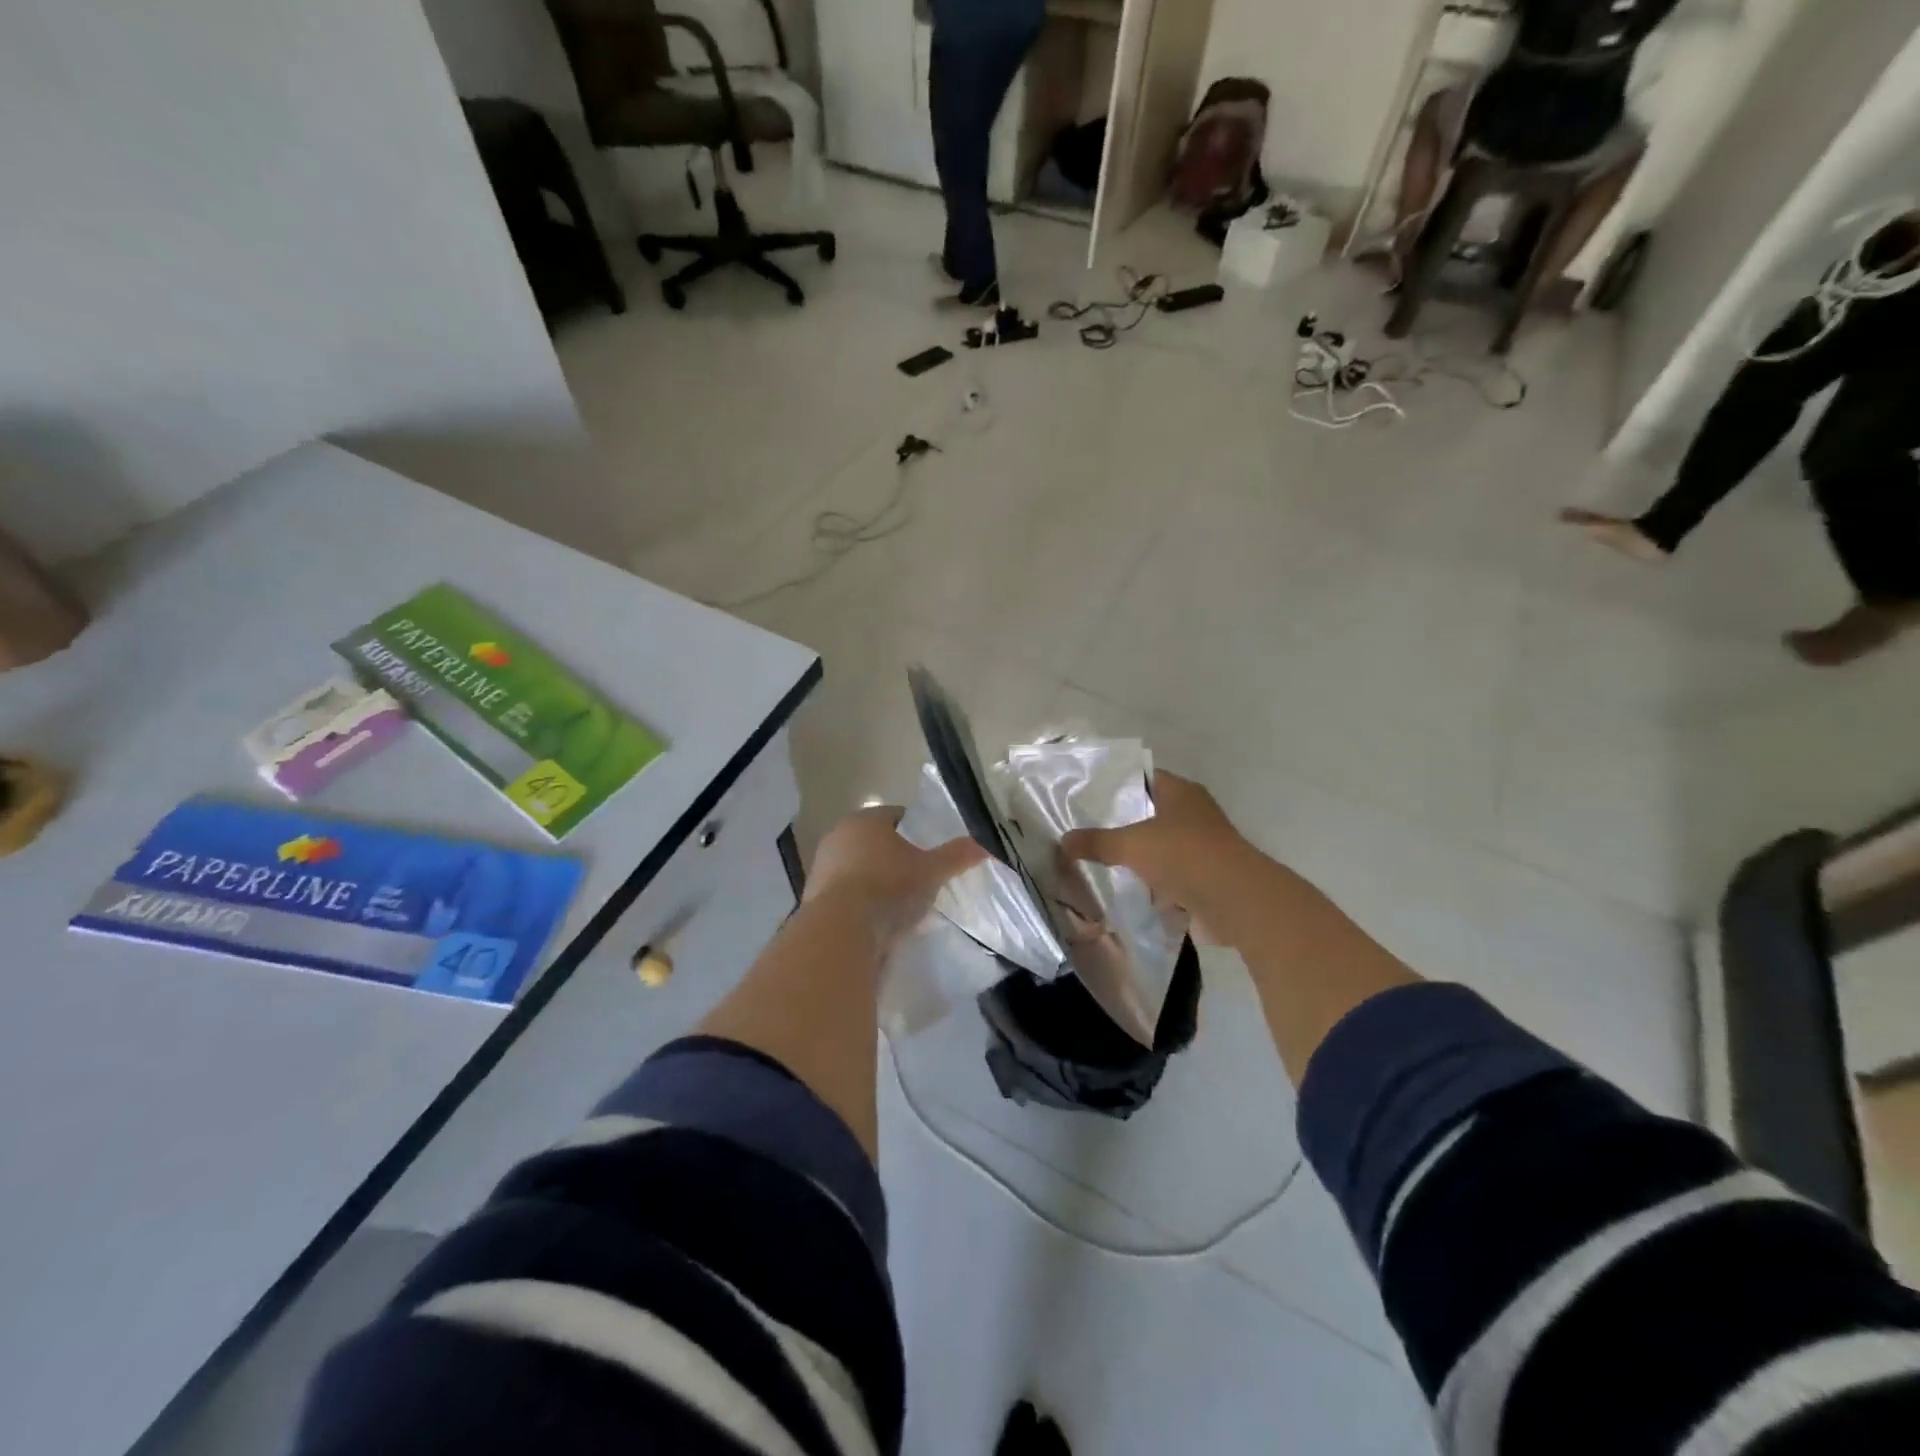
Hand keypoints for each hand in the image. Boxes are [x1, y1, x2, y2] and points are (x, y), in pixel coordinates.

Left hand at [804, 806, 987, 951]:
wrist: (842, 929)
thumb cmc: (889, 886)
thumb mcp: (931, 870)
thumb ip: (956, 856)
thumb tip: (985, 844)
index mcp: (865, 820)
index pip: (896, 816)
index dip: (916, 831)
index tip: (930, 851)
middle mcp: (838, 837)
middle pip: (874, 843)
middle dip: (894, 858)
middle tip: (918, 878)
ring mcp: (821, 868)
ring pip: (858, 869)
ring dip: (875, 882)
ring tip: (900, 904)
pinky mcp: (813, 899)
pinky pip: (846, 896)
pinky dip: (861, 904)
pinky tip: (878, 921)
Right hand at [1060, 771, 1267, 943]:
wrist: (1235, 900)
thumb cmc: (1184, 855)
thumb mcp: (1131, 845)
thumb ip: (1096, 842)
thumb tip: (1062, 841)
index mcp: (1181, 792)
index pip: (1145, 777)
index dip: (1118, 784)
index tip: (1088, 795)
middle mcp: (1194, 814)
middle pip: (1151, 813)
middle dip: (1123, 823)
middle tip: (1087, 829)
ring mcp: (1202, 847)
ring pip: (1161, 846)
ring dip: (1139, 857)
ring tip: (1100, 862)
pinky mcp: (1205, 878)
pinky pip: (1171, 876)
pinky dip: (1153, 884)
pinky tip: (1127, 890)